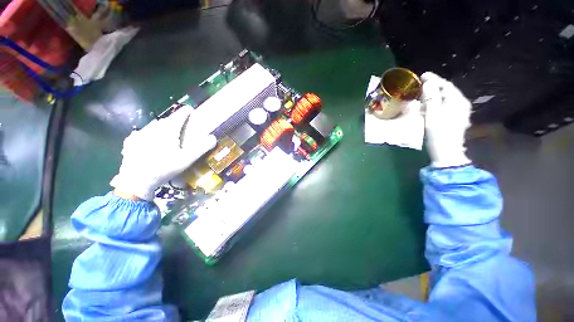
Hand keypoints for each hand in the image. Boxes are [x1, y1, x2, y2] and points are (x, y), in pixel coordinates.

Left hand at [110, 106, 216, 200]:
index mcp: (167, 131)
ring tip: (164, 133)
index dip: (185, 112)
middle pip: (165, 121)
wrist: (136, 181)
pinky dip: (145, 134)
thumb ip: (201, 148)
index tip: (190, 109)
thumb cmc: (164, 168)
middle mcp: (152, 129)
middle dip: (173, 120)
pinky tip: (145, 139)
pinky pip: (139, 134)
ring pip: (152, 126)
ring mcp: (140, 135)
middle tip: (180, 125)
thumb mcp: (187, 159)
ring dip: (160, 127)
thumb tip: (213, 138)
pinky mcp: (131, 143)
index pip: (178, 116)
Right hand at [421, 72, 471, 167]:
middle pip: (447, 91)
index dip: (434, 79)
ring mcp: (459, 113)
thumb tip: (428, 82)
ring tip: (423, 94)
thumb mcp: (433, 113)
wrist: (446, 152)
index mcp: (457, 101)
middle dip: (435, 86)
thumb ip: (431, 97)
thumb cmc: (438, 132)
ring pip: (446, 99)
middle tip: (421, 85)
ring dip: (435, 95)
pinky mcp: (455, 120)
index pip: (446, 85)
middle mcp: (461, 104)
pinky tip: (430, 105)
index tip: (422, 75)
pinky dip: (437, 103)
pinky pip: (445, 106)